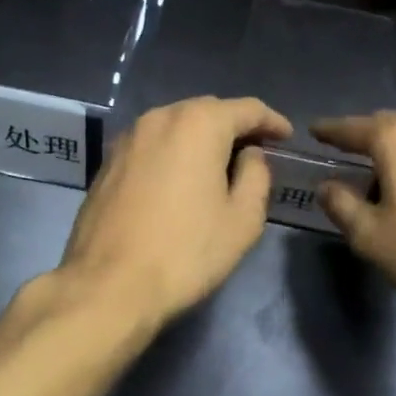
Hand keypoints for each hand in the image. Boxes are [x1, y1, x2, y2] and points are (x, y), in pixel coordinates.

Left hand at [59, 96, 292, 336]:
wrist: (107, 286)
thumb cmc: (186, 252)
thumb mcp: (243, 219)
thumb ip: (256, 176)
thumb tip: (249, 155)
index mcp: (198, 124)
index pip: (247, 109)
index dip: (272, 121)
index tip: (287, 137)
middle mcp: (160, 118)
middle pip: (208, 111)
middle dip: (236, 127)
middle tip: (257, 151)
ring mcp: (128, 138)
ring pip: (176, 125)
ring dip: (202, 138)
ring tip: (220, 165)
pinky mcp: (108, 162)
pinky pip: (153, 144)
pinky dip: (174, 152)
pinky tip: (181, 179)